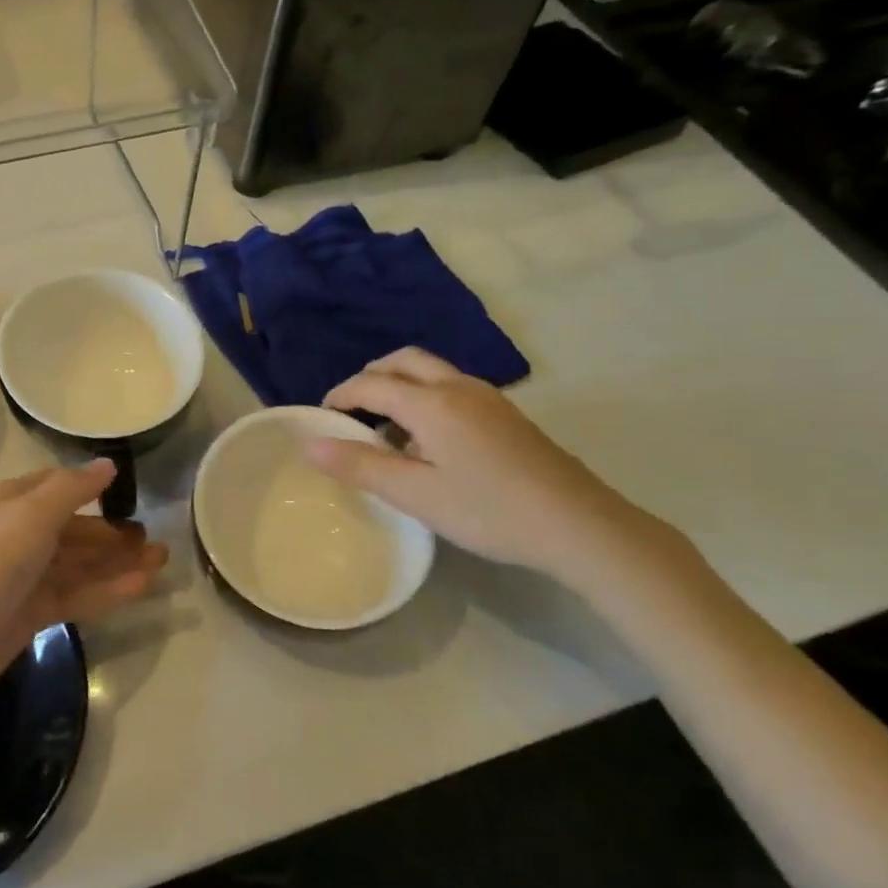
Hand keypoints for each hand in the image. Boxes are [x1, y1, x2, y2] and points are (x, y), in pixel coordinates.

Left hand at [0, 461, 167, 702]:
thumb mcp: (31, 515)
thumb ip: (72, 488)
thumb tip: (107, 464)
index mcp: (11, 503)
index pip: (56, 486)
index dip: (91, 488)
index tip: (129, 494)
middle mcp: (17, 535)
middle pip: (73, 529)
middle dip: (112, 533)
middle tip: (154, 541)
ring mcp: (23, 577)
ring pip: (79, 564)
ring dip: (118, 562)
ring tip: (160, 562)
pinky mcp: (30, 613)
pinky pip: (76, 594)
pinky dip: (107, 589)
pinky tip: (141, 587)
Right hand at [306, 348, 667, 587]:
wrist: (578, 525)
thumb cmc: (488, 510)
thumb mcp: (415, 494)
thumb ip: (360, 466)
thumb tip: (309, 444)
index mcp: (432, 403)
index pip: (371, 384)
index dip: (340, 396)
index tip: (320, 417)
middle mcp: (458, 387)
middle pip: (403, 362)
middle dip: (370, 377)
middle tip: (350, 411)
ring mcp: (487, 398)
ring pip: (430, 371)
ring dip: (399, 386)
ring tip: (384, 429)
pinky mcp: (506, 414)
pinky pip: (451, 387)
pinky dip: (424, 397)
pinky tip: (427, 440)